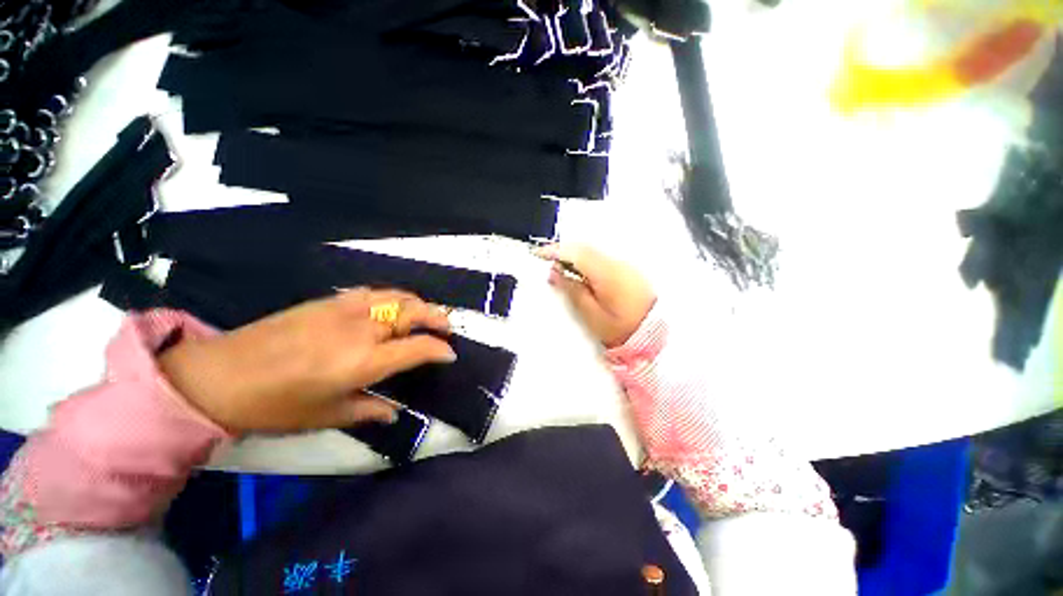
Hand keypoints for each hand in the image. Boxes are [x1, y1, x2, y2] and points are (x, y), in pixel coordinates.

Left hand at [158, 289, 455, 433]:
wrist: (219, 376)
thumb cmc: (277, 406)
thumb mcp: (327, 416)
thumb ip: (368, 410)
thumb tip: (394, 413)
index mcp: (365, 361)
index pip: (418, 347)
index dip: (440, 350)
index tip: (450, 355)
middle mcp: (362, 329)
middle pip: (413, 313)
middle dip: (437, 318)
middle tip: (447, 328)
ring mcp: (345, 309)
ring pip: (396, 297)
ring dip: (418, 304)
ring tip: (425, 313)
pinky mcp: (329, 301)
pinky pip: (373, 293)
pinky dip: (392, 297)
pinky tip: (391, 305)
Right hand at [535, 243, 655, 347]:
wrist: (655, 333)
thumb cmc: (620, 329)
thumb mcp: (591, 315)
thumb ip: (572, 291)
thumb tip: (555, 273)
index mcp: (606, 273)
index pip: (577, 253)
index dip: (555, 251)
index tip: (538, 254)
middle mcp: (616, 262)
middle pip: (584, 248)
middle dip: (563, 251)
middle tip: (546, 261)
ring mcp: (624, 264)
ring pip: (593, 251)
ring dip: (574, 255)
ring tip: (560, 267)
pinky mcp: (628, 268)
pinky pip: (601, 257)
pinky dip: (586, 260)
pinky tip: (580, 271)